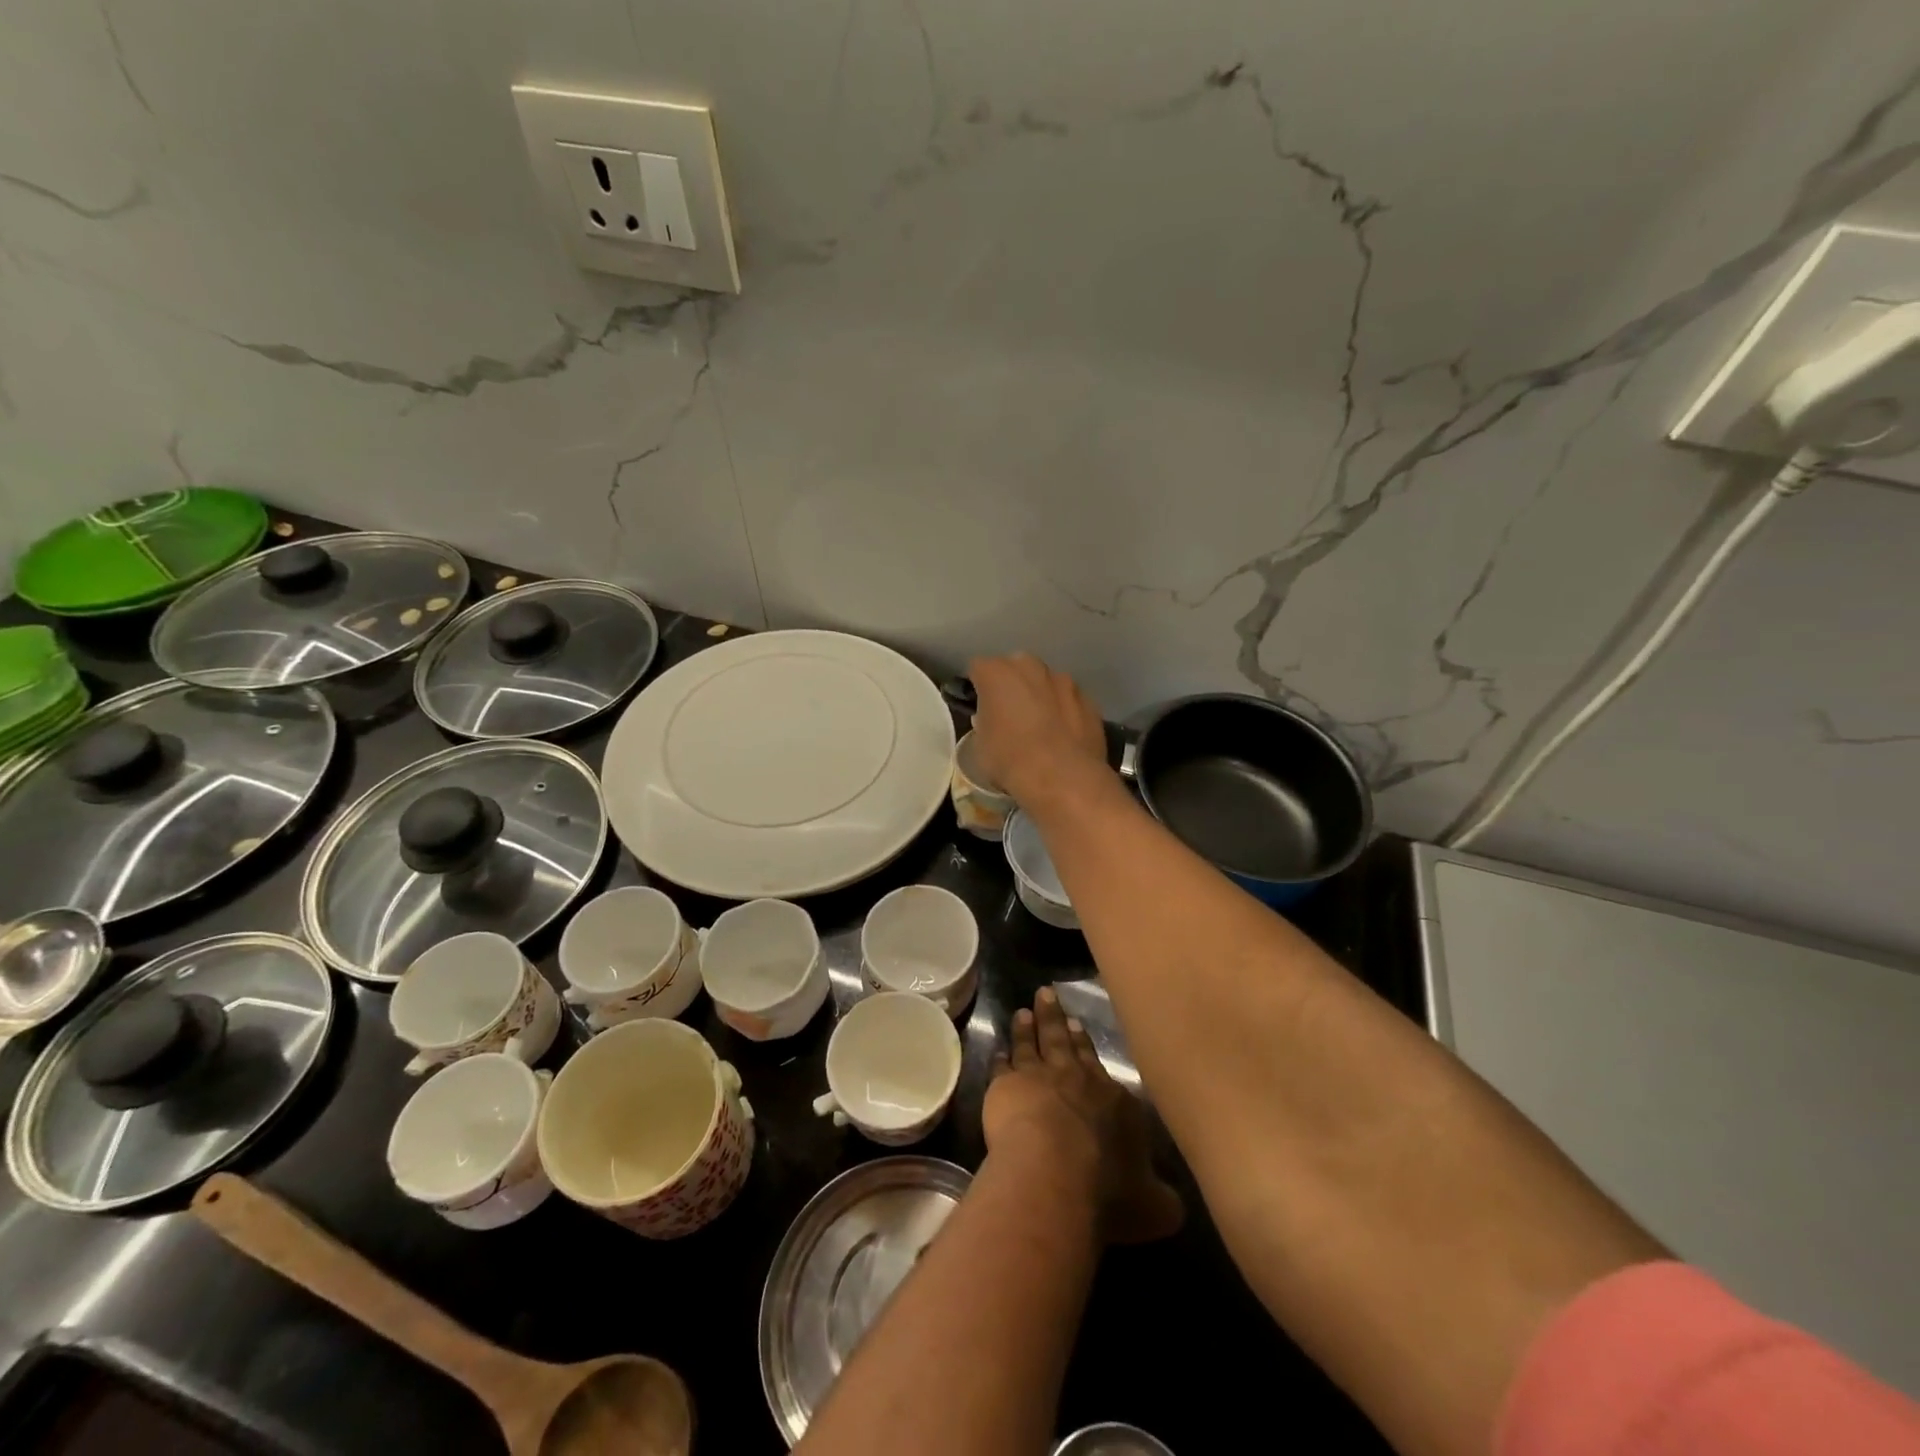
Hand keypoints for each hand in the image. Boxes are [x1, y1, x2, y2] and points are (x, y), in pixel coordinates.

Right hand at [966, 654, 1108, 808]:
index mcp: (997, 673)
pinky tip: (1064, 737)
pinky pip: (1069, 702)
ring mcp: (1065, 681)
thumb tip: (990, 721)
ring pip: (1046, 683)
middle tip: (1010, 714)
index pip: (978, 668)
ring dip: (1041, 697)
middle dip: (1012, 685)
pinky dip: (1065, 713)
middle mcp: (1031, 667)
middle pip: (1016, 668)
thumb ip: (984, 724)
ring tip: (1041, 727)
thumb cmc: (1010, 760)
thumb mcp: (980, 746)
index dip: (978, 687)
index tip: (979, 706)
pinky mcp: (1088, 700)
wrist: (1063, 778)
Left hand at [984, 987, 1183, 1244]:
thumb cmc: (1107, 1193)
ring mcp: (1040, 1078)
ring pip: (1033, 1045)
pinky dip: (1001, 1058)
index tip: (1079, 1027)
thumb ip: (1161, 1199)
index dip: (1088, 1048)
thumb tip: (1172, 1204)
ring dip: (1028, 1028)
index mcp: (1116, 1103)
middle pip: (1065, 1043)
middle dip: (1058, 1020)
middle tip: (1048, 996)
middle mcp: (1078, 1080)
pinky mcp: (1006, 1086)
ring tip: (1024, 1011)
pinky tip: (998, 1051)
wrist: (1054, 1173)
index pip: (1101, 1068)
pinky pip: (1002, 1067)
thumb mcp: (1152, 1207)